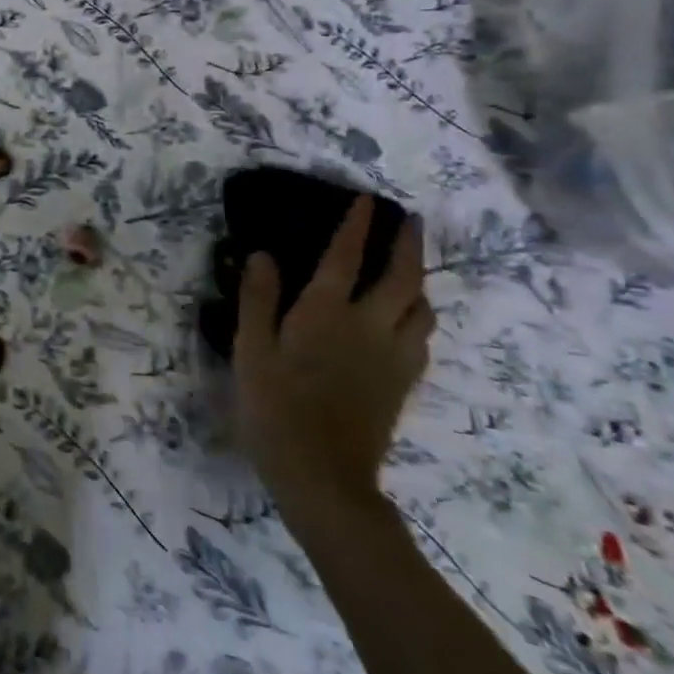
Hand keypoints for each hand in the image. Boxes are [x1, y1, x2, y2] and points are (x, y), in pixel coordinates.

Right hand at [233, 197, 433, 507]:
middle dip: (408, 244)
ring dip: (419, 280)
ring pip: (422, 308)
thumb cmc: (273, 406)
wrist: (322, 473)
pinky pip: (422, 338)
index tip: (365, 199)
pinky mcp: (403, 383)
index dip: (356, 226)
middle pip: (401, 277)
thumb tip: (263, 253)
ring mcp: (393, 357)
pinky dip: (418, 316)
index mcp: (325, 314)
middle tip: (408, 220)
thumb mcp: (250, 349)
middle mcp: (368, 327)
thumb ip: (257, 299)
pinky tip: (407, 321)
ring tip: (410, 269)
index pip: (345, 258)